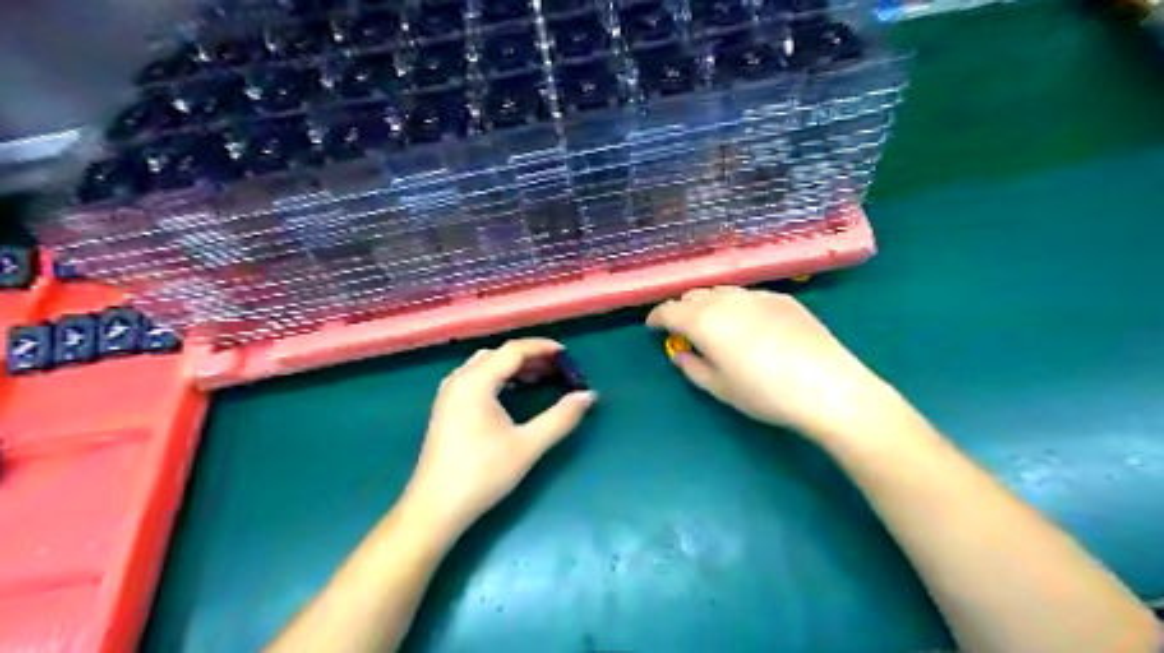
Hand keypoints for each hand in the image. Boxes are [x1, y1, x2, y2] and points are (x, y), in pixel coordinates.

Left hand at [405, 338, 593, 533]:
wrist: (435, 508)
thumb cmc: (482, 474)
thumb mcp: (528, 445)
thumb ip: (560, 417)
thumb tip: (588, 396)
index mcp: (476, 381)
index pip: (513, 350)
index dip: (542, 348)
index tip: (567, 355)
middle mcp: (459, 379)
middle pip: (499, 355)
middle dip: (530, 357)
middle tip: (558, 369)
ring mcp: (449, 394)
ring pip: (485, 366)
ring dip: (513, 367)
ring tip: (541, 378)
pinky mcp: (446, 408)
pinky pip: (476, 378)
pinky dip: (499, 378)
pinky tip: (513, 393)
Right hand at [650, 285, 902, 443]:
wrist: (828, 386)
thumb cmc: (764, 393)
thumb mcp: (719, 388)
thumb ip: (691, 366)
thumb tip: (680, 353)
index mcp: (704, 321)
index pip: (669, 310)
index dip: (657, 318)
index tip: (653, 328)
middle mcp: (727, 299)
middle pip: (694, 295)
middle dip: (682, 309)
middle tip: (683, 330)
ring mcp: (757, 295)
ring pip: (721, 291)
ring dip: (709, 304)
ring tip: (714, 325)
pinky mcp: (783, 298)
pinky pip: (747, 295)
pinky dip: (736, 305)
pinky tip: (748, 325)